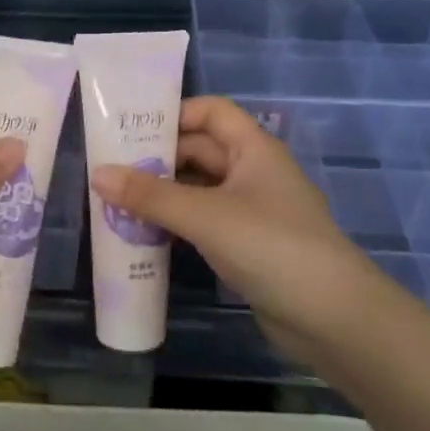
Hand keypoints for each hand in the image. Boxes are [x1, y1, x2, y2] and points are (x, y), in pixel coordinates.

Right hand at [90, 97, 403, 357]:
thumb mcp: (205, 216)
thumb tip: (97, 173)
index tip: (129, 131)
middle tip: (109, 172)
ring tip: (115, 203)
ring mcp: (251, 211)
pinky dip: (175, 224)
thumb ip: (150, 195)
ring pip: (198, 189)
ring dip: (162, 194)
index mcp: (254, 149)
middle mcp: (253, 172)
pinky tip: (144, 235)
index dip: (174, 114)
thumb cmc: (271, 247)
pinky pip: (203, 222)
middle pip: (199, 151)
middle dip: (157, 159)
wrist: (332, 319)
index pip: (211, 112)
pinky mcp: (247, 245)